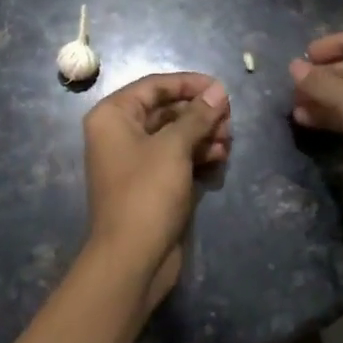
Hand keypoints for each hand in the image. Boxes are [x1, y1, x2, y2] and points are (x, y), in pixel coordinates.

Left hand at [83, 72, 230, 305]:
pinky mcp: (151, 183)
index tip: (220, 88)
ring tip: (228, 141)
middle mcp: (120, 133)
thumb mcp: (173, 147)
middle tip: (229, 120)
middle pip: (166, 109)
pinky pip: (176, 157)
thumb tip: (218, 90)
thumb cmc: (147, 192)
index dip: (188, 83)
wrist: (132, 259)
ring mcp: (135, 160)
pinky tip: (220, 157)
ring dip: (203, 134)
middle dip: (199, 112)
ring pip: (175, 134)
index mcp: (113, 116)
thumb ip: (197, 115)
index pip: (154, 86)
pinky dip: (197, 154)